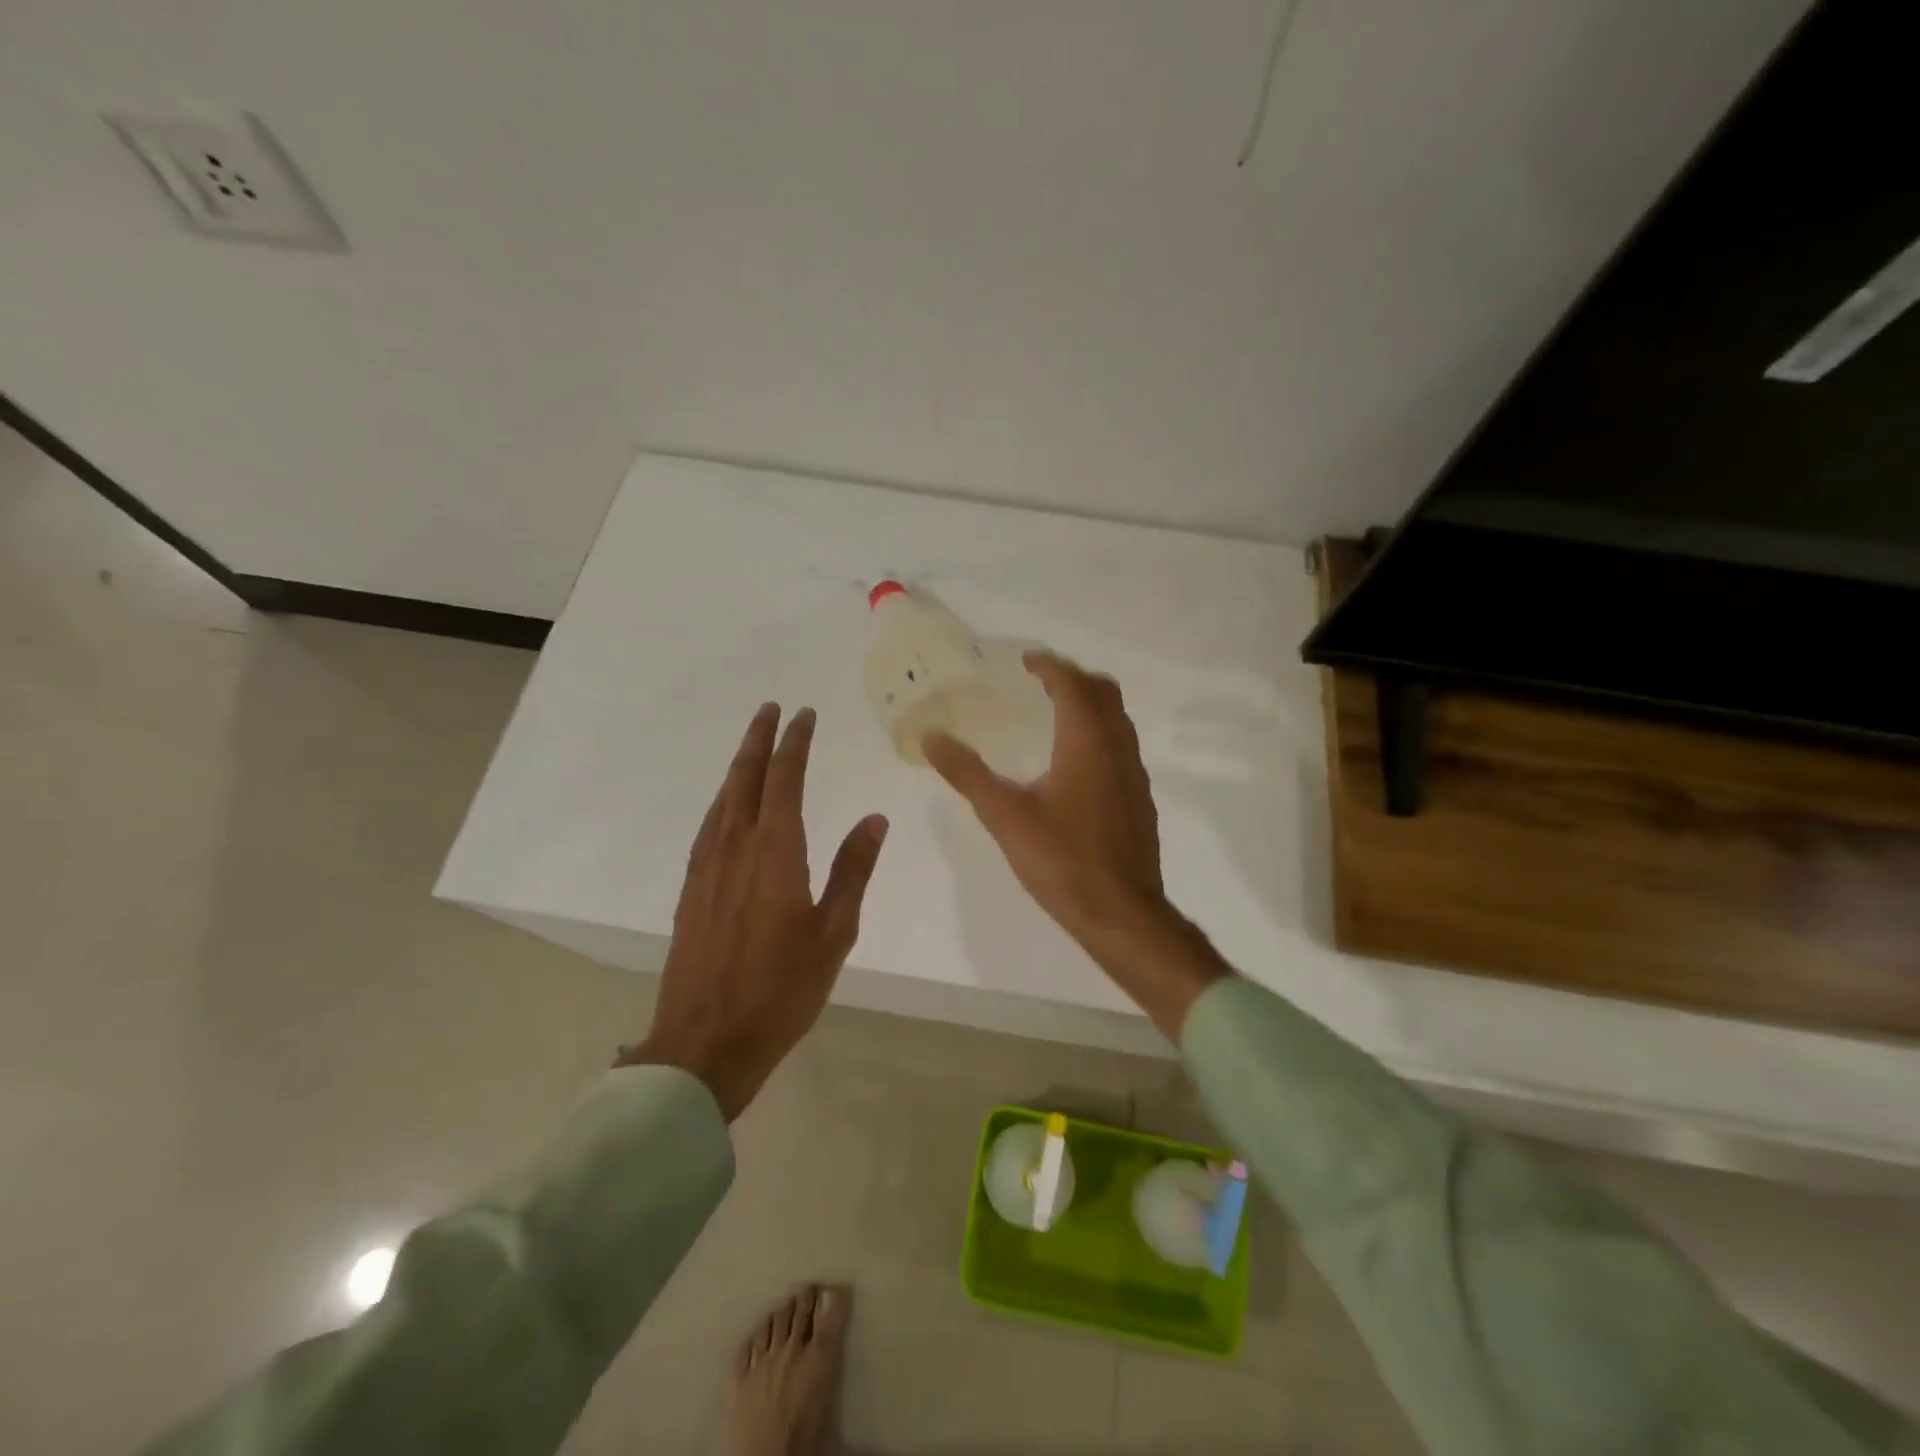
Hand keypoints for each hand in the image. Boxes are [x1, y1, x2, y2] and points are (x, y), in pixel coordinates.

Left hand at [621, 704, 887, 1119]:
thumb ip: (853, 870)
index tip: (804, 714)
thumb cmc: (781, 990)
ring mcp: (707, 867)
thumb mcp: (834, 932)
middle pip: (745, 778)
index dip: (795, 743)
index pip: (786, 780)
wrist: (705, 1040)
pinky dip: (723, 800)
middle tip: (770, 709)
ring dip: (738, 766)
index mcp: (776, 852)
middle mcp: (736, 847)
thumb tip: (875, 818)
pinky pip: (708, 826)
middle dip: (759, 739)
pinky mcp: (691, 888)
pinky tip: (727, 806)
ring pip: (723, 799)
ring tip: (752, 746)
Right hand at [924, 653, 1227, 1037]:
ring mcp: (1135, 775)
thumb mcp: (1005, 816)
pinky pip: (1122, 748)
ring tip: (1055, 716)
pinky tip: (1075, 766)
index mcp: (1087, 741)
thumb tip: (931, 737)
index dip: (1049, 666)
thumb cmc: (1062, 860)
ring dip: (1091, 706)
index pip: (1072, 684)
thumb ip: (967, 773)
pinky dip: (1100, 735)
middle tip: (1041, 682)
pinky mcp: (1139, 800)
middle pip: (1104, 692)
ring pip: (1118, 721)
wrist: (1122, 914)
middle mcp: (1118, 748)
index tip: (1026, 661)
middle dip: (1074, 679)